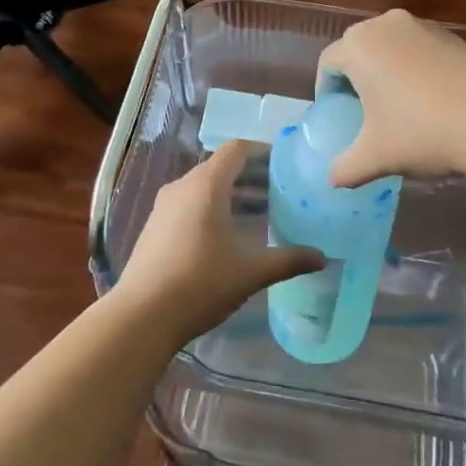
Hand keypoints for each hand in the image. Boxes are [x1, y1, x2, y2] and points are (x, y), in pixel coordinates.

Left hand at [112, 141, 325, 346]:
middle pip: (220, 167)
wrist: (142, 315)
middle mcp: (183, 186)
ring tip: (259, 214)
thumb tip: (323, 258)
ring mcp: (164, 206)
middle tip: (280, 191)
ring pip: (203, 187)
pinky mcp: (155, 226)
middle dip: (251, 176)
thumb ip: (289, 260)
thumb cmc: (202, 282)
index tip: (284, 163)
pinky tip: (227, 237)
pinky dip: (211, 209)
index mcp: (207, 185)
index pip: (236, 150)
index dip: (262, 151)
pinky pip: (189, 204)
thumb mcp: (252, 271)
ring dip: (231, 194)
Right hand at [316, 9, 465, 188]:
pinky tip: (431, 102)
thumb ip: (346, 168)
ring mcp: (424, 26)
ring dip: (387, 71)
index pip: (328, 63)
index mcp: (359, 46)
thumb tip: (333, 180)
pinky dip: (416, 70)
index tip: (335, 114)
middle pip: (358, 49)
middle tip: (361, 111)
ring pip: (391, 47)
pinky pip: (420, 50)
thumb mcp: (376, 156)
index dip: (326, 90)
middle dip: (355, 77)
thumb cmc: (422, 131)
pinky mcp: (455, 36)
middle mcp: (386, 25)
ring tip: (397, 107)